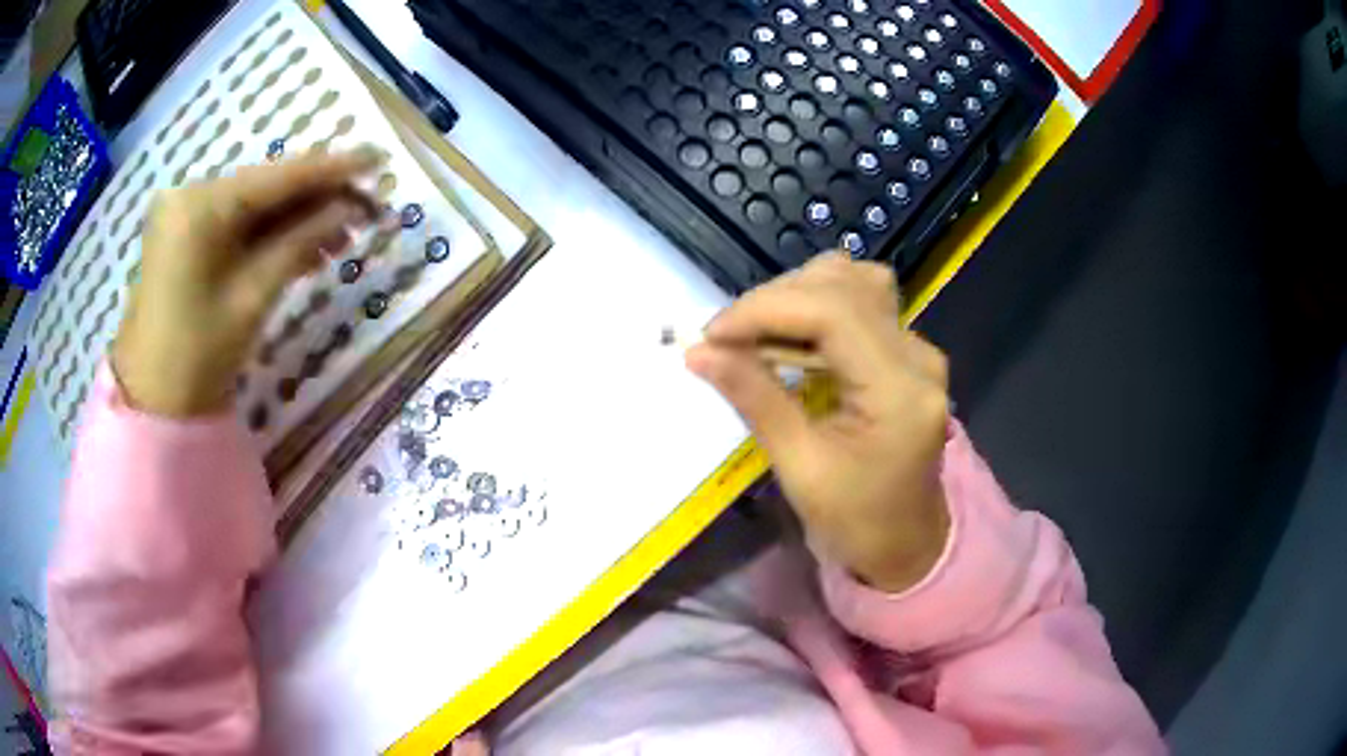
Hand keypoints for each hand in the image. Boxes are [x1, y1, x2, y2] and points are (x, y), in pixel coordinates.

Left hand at [112, 148, 383, 416]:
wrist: (152, 402)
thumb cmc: (198, 355)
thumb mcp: (253, 296)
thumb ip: (301, 241)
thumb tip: (348, 208)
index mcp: (201, 206)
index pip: (276, 177)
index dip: (329, 169)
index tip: (376, 159)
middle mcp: (191, 195)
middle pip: (265, 188)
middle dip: (315, 198)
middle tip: (366, 208)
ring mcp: (185, 215)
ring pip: (253, 207)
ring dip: (296, 220)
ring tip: (342, 237)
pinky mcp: (185, 236)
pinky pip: (235, 226)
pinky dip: (268, 236)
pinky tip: (305, 247)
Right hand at [686, 254, 950, 592]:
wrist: (907, 544)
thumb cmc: (855, 521)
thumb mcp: (800, 467)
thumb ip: (755, 398)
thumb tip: (698, 351)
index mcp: (899, 390)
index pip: (832, 312)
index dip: (765, 309)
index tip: (712, 334)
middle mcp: (918, 355)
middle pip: (844, 285)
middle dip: (775, 301)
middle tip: (727, 340)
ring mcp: (918, 350)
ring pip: (854, 283)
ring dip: (797, 297)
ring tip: (757, 335)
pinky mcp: (908, 353)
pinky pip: (861, 305)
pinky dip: (815, 310)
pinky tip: (788, 340)